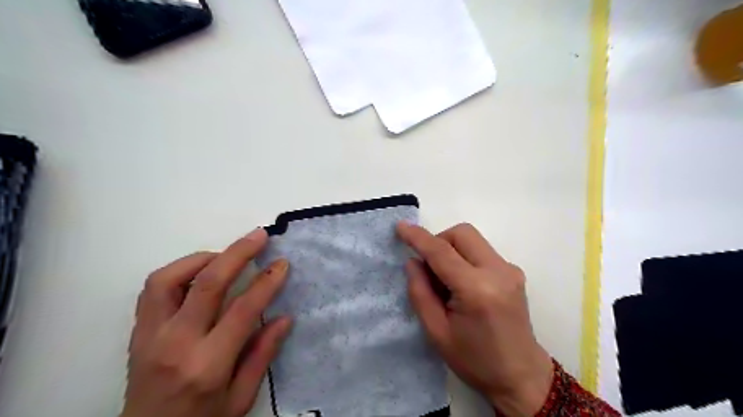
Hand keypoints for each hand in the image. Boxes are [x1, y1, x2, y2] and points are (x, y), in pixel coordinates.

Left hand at [122, 228, 293, 416]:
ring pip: (169, 278)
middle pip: (208, 283)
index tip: (282, 264)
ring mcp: (150, 335)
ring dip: (203, 258)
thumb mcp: (241, 399)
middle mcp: (176, 343)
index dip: (267, 282)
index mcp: (207, 365)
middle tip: (259, 236)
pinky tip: (200, 272)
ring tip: (227, 255)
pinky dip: (179, 270)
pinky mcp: (137, 332)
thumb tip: (284, 317)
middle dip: (238, 253)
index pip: (243, 310)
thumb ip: (262, 355)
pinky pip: (153, 289)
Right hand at [398, 223, 553, 416]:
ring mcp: (510, 270)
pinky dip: (464, 257)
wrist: (521, 376)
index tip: (400, 227)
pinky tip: (462, 284)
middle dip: (439, 241)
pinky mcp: (514, 272)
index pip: (442, 252)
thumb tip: (413, 261)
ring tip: (445, 280)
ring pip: (472, 239)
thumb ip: (420, 293)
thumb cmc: (475, 360)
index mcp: (477, 290)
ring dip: (452, 249)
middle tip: (428, 268)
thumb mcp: (437, 332)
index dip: (418, 237)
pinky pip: (482, 251)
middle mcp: (498, 271)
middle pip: (462, 233)